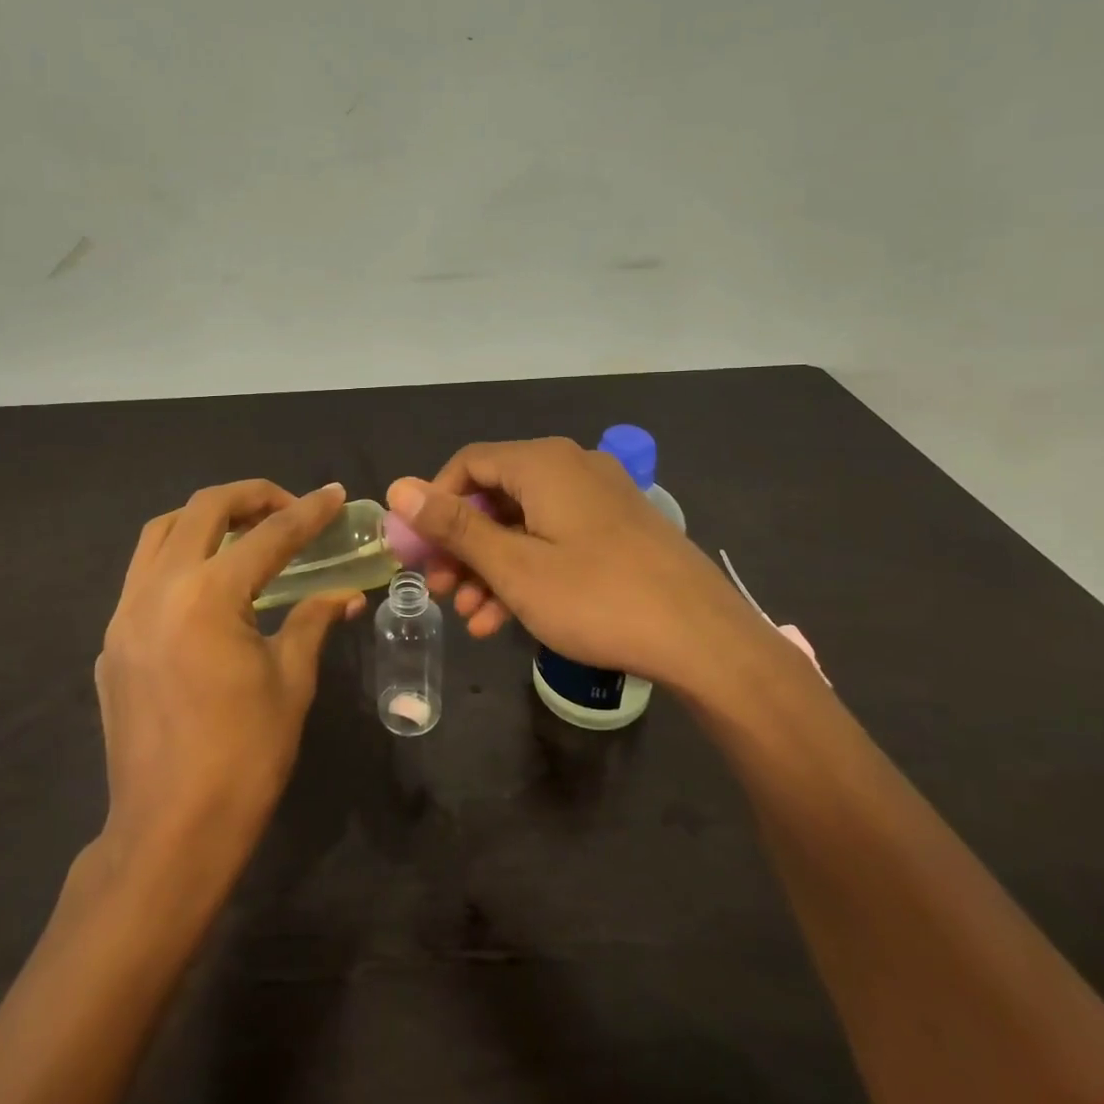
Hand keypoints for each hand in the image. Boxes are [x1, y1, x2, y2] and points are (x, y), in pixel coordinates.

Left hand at [96, 480, 363, 869]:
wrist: (169, 834)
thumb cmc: (244, 757)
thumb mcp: (290, 682)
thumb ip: (313, 621)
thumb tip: (346, 594)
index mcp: (208, 596)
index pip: (268, 536)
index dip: (308, 512)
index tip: (335, 494)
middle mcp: (158, 589)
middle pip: (203, 510)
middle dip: (251, 496)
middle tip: (288, 507)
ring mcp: (124, 614)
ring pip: (160, 532)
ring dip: (205, 519)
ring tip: (244, 533)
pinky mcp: (111, 642)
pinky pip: (142, 574)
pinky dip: (177, 558)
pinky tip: (206, 586)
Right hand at [386, 439, 765, 695]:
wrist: (705, 640)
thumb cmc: (597, 597)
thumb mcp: (514, 566)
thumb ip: (454, 526)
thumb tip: (398, 487)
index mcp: (543, 463)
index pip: (468, 464)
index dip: (434, 504)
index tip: (418, 549)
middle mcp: (572, 467)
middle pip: (496, 495)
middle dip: (462, 545)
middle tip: (438, 588)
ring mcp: (600, 499)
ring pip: (525, 524)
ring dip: (491, 567)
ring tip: (470, 616)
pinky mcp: (619, 530)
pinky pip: (557, 540)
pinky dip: (528, 571)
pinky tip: (506, 619)